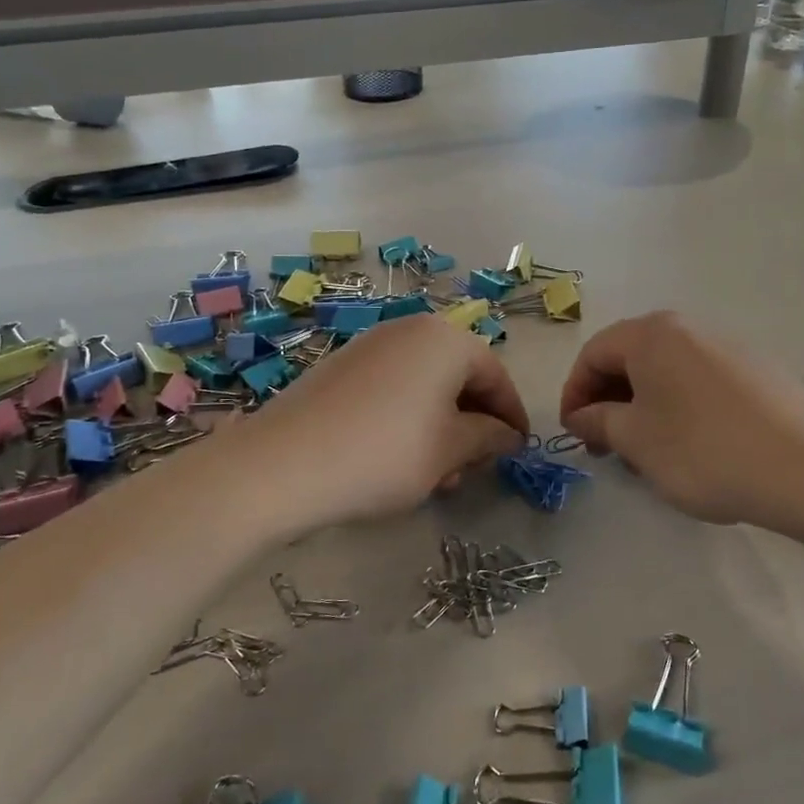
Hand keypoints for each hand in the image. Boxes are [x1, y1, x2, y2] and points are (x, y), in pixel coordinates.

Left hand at [233, 314, 528, 523]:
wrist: (283, 464)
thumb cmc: (384, 454)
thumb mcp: (449, 451)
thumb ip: (488, 437)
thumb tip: (507, 434)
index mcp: (445, 339)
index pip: (495, 375)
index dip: (512, 414)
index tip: (519, 449)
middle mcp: (410, 329)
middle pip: (459, 375)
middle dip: (474, 422)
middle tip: (475, 467)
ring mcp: (370, 345)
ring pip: (425, 384)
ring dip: (442, 425)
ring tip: (437, 473)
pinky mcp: (341, 366)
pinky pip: (393, 387)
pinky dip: (409, 418)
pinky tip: (399, 458)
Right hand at [559, 311, 803, 525]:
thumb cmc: (704, 450)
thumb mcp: (636, 440)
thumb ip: (598, 422)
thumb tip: (581, 416)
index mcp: (652, 334)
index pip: (594, 353)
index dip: (574, 393)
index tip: (573, 434)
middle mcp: (689, 329)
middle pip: (631, 358)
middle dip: (609, 401)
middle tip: (605, 447)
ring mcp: (728, 348)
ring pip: (667, 373)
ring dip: (644, 408)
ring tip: (646, 454)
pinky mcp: (758, 372)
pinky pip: (700, 383)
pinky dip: (679, 409)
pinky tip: (690, 448)